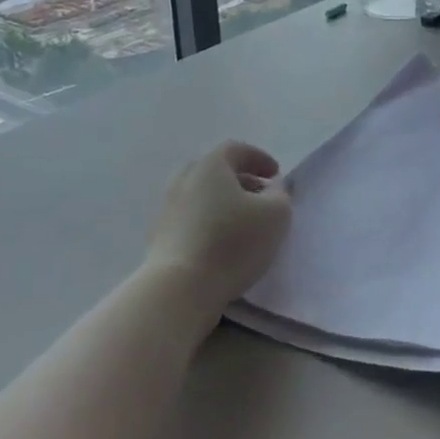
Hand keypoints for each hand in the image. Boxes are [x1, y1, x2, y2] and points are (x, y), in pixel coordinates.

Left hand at [146, 141, 291, 312]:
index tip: (276, 174)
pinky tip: (221, 242)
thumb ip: (280, 194)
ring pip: (200, 195)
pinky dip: (208, 221)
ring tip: (242, 222)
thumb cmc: (232, 243)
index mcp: (210, 165)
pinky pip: (189, 218)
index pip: (236, 149)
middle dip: (239, 179)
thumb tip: (272, 187)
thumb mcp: (275, 215)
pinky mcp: (159, 237)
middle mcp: (184, 179)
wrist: (179, 289)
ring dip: (222, 202)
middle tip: (259, 194)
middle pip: (214, 170)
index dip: (259, 158)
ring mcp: (167, 208)